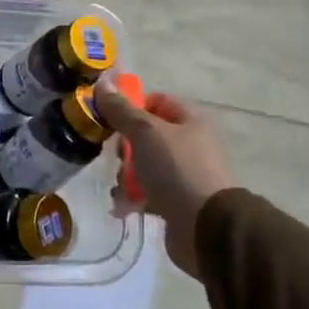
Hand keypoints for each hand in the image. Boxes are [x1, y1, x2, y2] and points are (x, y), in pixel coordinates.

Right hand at [92, 76, 235, 279]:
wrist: (206, 226)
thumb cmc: (177, 169)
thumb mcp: (146, 133)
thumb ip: (121, 110)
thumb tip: (102, 81)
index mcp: (191, 120)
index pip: (155, 101)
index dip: (131, 107)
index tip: (110, 121)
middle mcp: (191, 144)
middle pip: (146, 135)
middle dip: (124, 148)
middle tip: (118, 158)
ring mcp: (185, 174)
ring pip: (143, 165)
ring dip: (126, 176)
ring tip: (121, 189)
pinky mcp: (177, 201)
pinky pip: (147, 192)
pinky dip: (133, 198)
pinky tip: (123, 207)